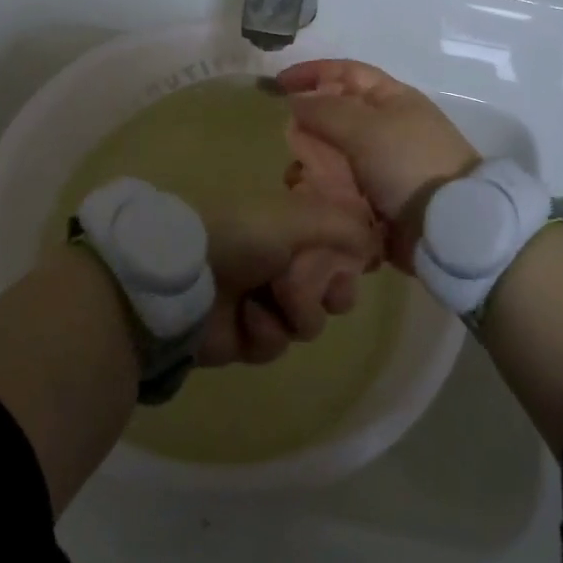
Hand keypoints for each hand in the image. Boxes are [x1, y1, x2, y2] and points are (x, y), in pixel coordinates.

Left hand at [196, 194, 379, 367]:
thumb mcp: (299, 217)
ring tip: (271, 298)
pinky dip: (266, 333)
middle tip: (320, 290)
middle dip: (330, 292)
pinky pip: (277, 345)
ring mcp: (263, 300)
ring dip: (296, 312)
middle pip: (331, 290)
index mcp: (291, 228)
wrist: (185, 276)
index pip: (338, 247)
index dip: (349, 260)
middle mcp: (281, 262)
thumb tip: (377, 244)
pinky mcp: (246, 337)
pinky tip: (248, 319)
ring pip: (309, 322)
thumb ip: (345, 226)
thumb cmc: (243, 235)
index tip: (354, 265)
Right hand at [277, 60, 480, 271]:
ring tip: (297, 179)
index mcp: (392, 99)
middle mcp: (386, 127)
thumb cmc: (408, 163)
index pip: (346, 73)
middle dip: (308, 126)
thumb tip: (296, 100)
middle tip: (288, 142)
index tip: (278, 84)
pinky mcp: (377, 199)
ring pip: (334, 155)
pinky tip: (309, 200)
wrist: (448, 226)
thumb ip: (326, 110)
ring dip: (312, 163)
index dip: (313, 73)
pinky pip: (341, 188)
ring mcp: (382, 165)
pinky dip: (323, 191)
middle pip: (336, 115)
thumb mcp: (366, 128)